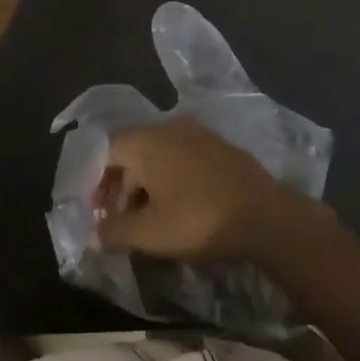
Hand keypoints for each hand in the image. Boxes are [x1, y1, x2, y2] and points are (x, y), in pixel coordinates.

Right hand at [91, 117, 318, 262]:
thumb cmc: (198, 220)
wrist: (265, 216)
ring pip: (158, 154)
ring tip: (146, 220)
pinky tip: (177, 207)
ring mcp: (198, 133)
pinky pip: (181, 157)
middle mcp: (170, 126)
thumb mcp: (150, 234)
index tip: (95, 212)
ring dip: (145, 185)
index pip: (106, 150)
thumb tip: (94, 233)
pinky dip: (170, 178)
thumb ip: (115, 231)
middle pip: (131, 151)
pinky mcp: (218, 146)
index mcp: (148, 140)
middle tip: (118, 222)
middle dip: (120, 186)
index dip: (95, 181)